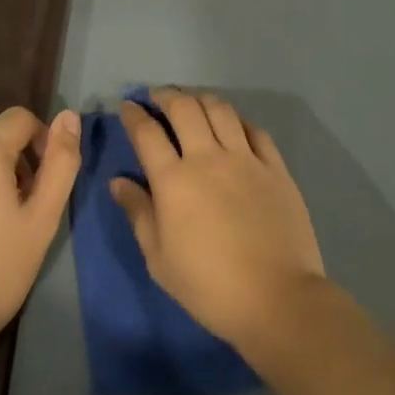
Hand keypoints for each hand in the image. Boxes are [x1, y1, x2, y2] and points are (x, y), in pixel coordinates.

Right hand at [112, 89, 326, 350]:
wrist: (276, 299)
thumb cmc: (208, 286)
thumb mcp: (159, 259)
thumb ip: (138, 213)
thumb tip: (118, 182)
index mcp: (174, 180)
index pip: (147, 133)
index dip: (134, 115)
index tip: (129, 107)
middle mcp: (208, 158)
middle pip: (184, 109)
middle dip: (166, 95)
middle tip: (158, 97)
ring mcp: (246, 159)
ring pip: (220, 110)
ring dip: (201, 99)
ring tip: (193, 103)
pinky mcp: (276, 168)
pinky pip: (255, 130)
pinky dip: (238, 120)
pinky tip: (232, 125)